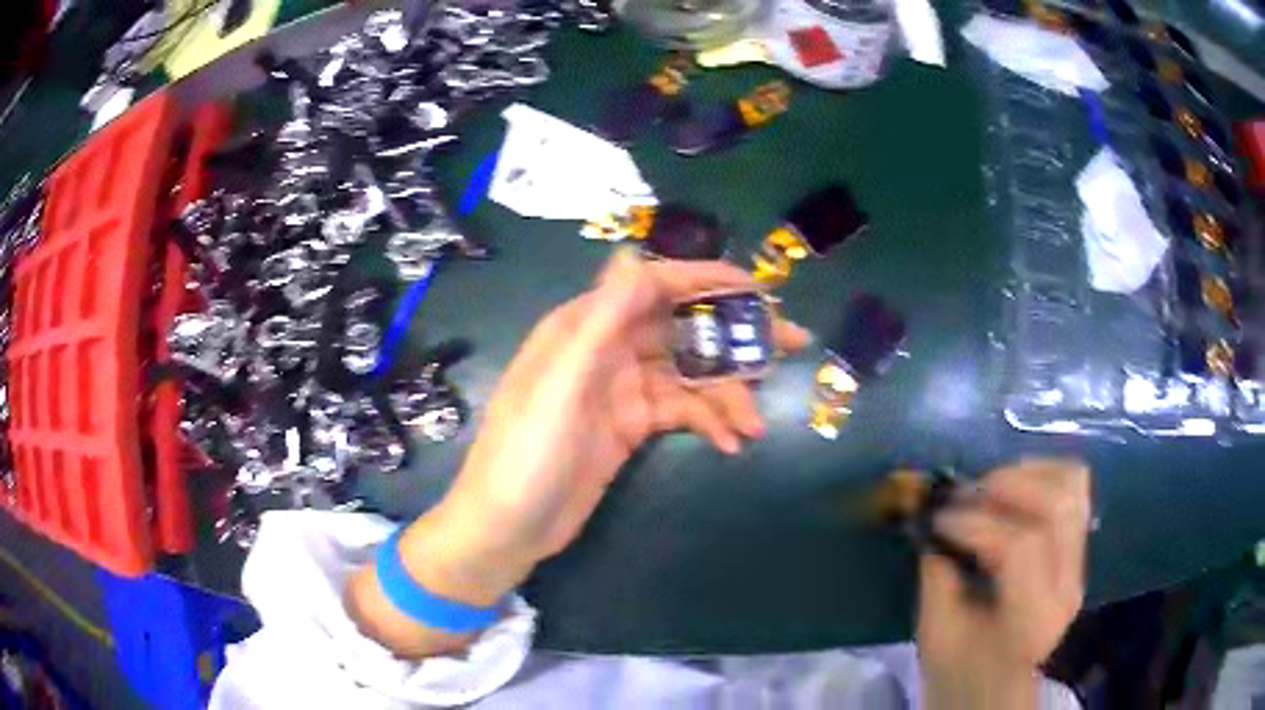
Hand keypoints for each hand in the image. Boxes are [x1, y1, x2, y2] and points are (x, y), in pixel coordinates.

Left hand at [349, 250, 809, 655]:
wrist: (507, 527)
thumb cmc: (526, 455)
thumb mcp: (561, 386)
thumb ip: (600, 321)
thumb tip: (634, 255)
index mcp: (584, 327)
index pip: (654, 287)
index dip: (707, 281)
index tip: (758, 291)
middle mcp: (607, 349)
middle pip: (681, 328)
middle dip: (734, 336)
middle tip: (790, 344)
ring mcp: (622, 390)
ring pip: (688, 375)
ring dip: (726, 395)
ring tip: (755, 425)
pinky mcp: (631, 427)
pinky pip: (681, 412)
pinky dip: (709, 422)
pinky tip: (732, 443)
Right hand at [918, 459, 1090, 709]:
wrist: (997, 682)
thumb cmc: (961, 668)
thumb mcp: (937, 633)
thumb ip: (938, 575)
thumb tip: (933, 522)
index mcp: (1032, 619)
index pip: (1021, 547)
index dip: (976, 523)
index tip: (938, 519)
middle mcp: (1068, 584)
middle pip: (1058, 506)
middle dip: (1008, 485)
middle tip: (966, 493)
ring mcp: (1080, 562)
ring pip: (1073, 487)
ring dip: (1028, 473)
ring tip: (990, 486)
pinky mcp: (1077, 548)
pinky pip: (1073, 489)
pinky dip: (1043, 475)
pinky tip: (1012, 488)